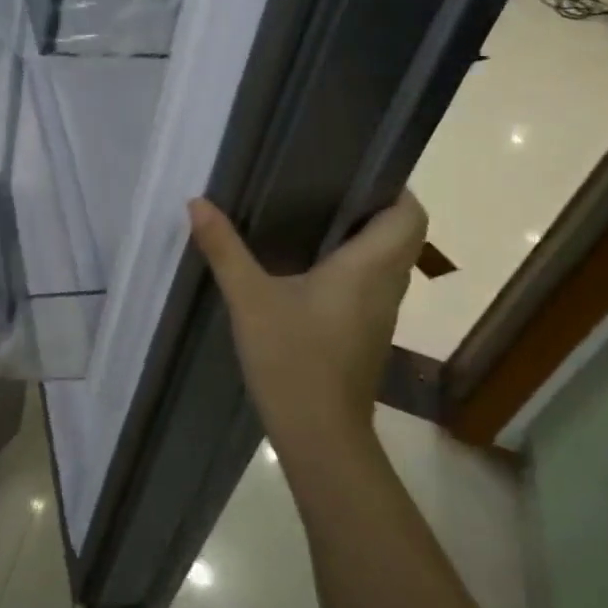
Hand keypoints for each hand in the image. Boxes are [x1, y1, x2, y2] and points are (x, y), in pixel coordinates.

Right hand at [188, 194, 426, 484]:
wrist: (320, 435)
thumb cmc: (293, 358)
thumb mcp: (250, 299)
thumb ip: (225, 249)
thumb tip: (198, 203)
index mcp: (369, 267)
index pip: (410, 214)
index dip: (394, 188)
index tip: (355, 173)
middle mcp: (386, 286)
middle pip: (402, 235)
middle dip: (372, 209)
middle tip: (325, 191)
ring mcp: (380, 315)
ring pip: (387, 262)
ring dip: (363, 239)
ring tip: (314, 220)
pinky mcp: (366, 335)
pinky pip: (370, 286)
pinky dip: (352, 268)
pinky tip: (308, 271)